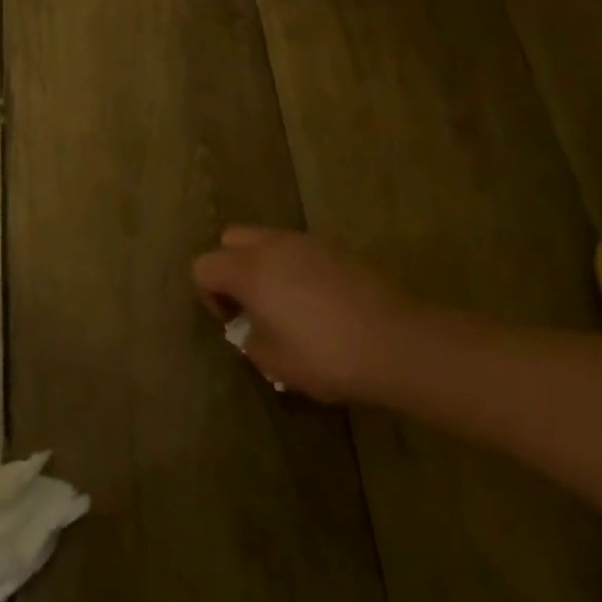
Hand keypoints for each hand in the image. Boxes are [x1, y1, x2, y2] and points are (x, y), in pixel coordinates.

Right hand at [191, 228, 419, 402]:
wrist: (398, 344)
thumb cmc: (325, 356)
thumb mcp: (274, 362)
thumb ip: (250, 341)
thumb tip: (249, 330)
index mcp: (247, 270)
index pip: (203, 267)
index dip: (209, 295)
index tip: (233, 322)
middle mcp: (271, 246)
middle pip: (231, 239)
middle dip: (231, 266)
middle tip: (251, 303)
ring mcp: (307, 243)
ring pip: (268, 240)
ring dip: (266, 265)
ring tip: (287, 304)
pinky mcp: (338, 250)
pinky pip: (301, 251)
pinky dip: (297, 269)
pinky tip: (320, 304)